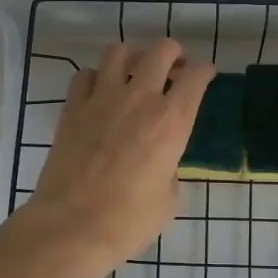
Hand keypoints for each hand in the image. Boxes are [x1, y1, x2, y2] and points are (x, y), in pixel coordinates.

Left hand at [21, 39, 214, 277]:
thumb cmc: (128, 221)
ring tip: (135, 74)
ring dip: (133, 57)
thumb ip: (169, 167)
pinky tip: (100, 94)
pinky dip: (96, 78)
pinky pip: (86, 76)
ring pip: (119, 51)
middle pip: (161, 50)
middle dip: (173, 54)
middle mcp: (139, 99)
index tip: (204, 76)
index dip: (204, 71)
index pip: (196, 76)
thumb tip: (159, 160)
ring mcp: (102, 99)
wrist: (72, 227)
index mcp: (172, 122)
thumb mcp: (168, 199)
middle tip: (173, 70)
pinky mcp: (72, 109)